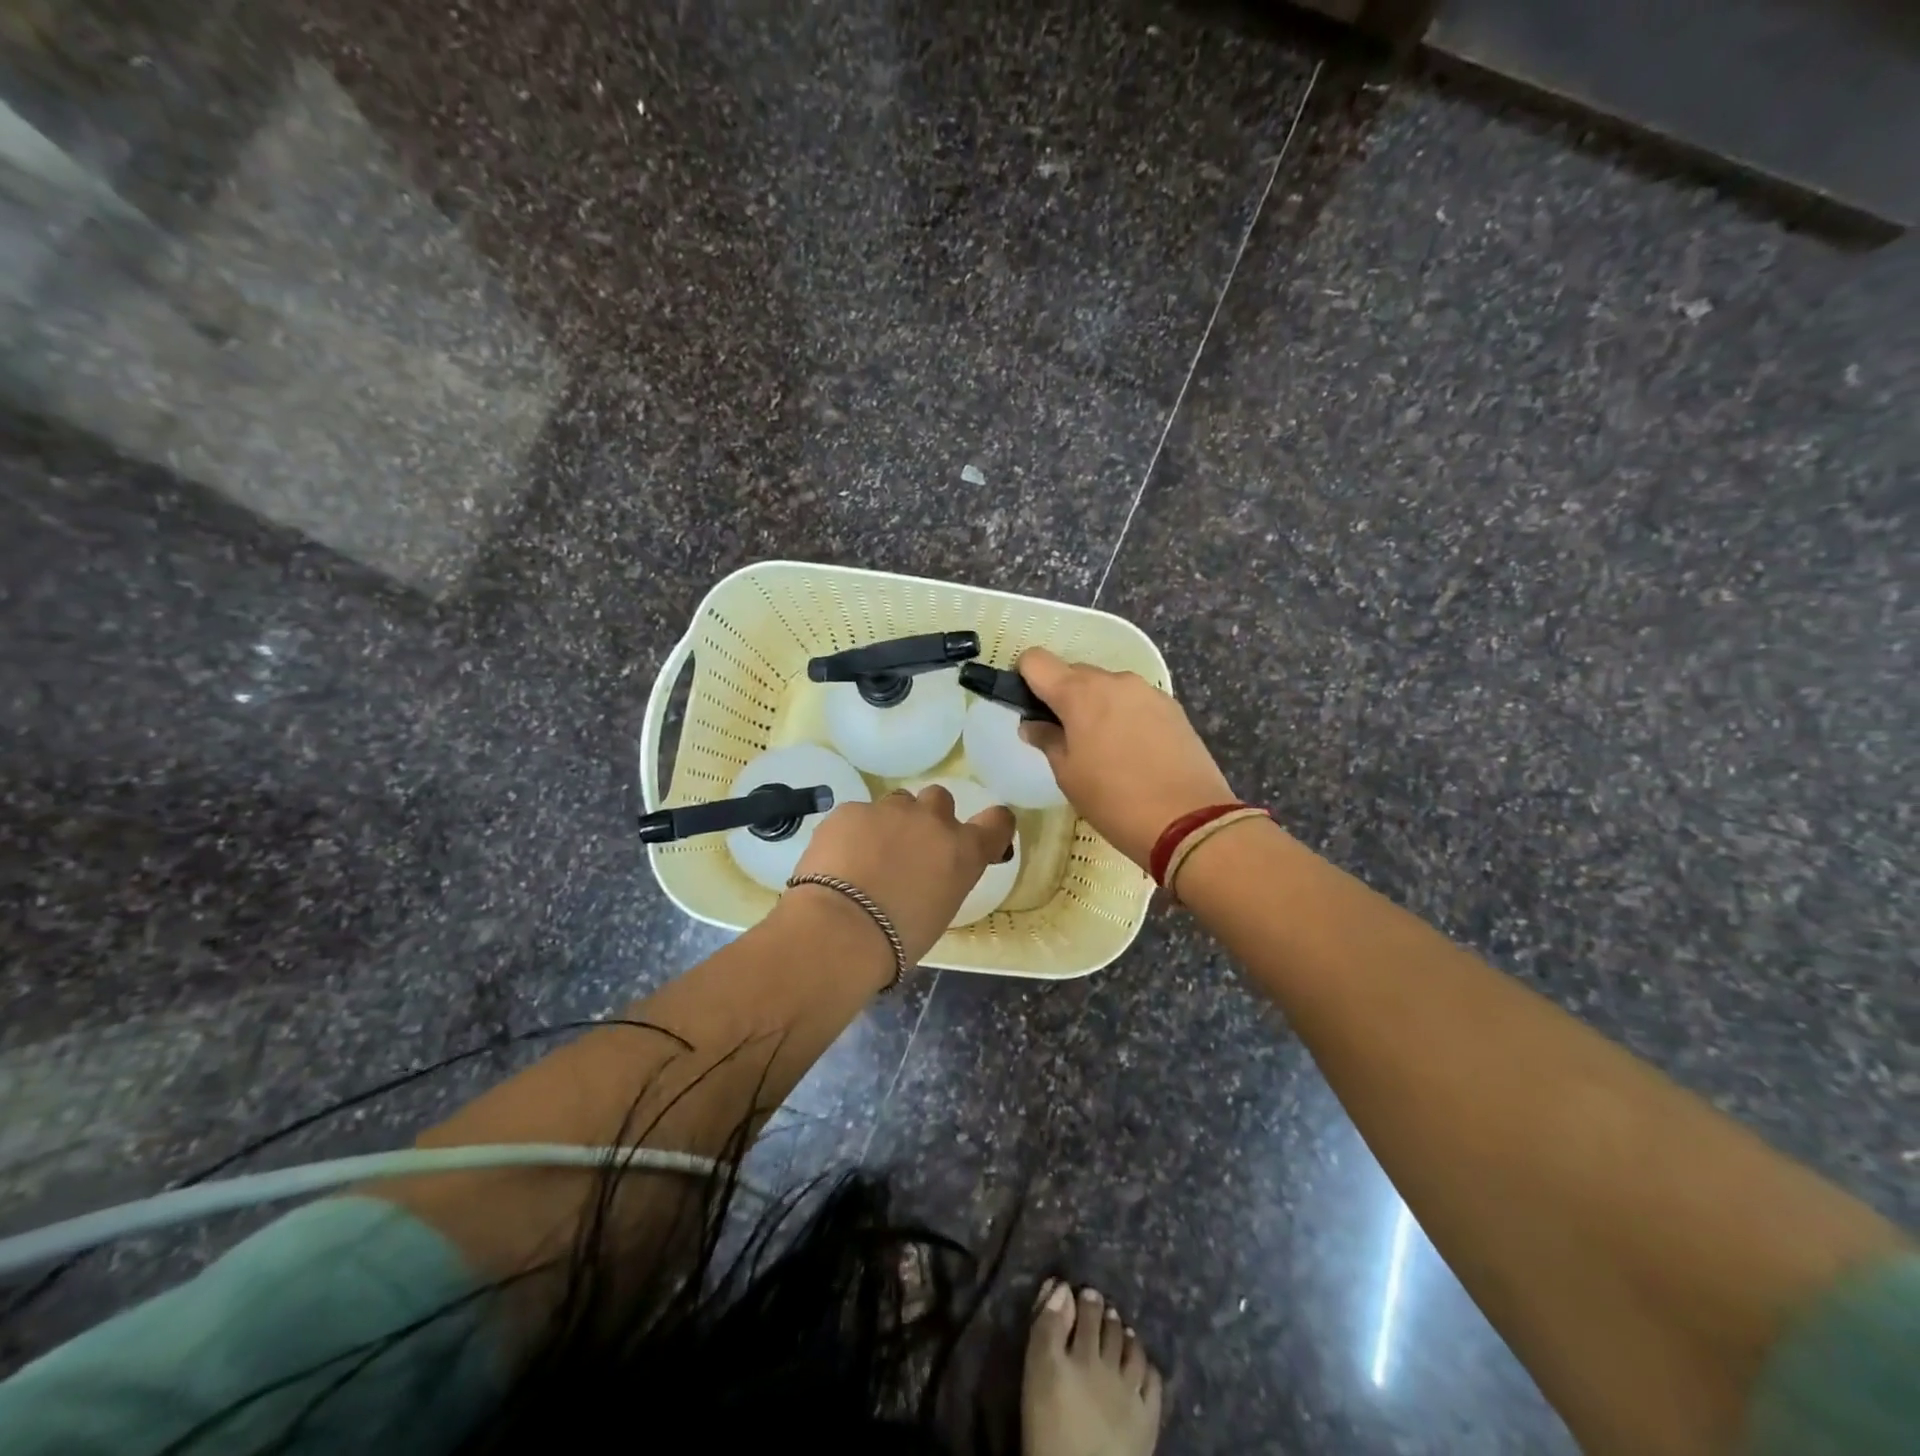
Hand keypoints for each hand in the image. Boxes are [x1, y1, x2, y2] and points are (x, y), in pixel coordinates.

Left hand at [789, 785, 1015, 966]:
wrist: (840, 930)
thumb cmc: (898, 940)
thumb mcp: (940, 912)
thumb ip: (943, 880)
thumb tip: (927, 875)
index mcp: (963, 852)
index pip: (997, 822)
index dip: (991, 826)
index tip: (980, 837)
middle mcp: (933, 821)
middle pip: (940, 799)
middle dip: (928, 818)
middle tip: (910, 848)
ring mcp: (890, 810)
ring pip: (897, 803)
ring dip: (890, 822)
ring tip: (868, 855)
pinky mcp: (851, 810)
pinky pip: (857, 815)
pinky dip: (852, 832)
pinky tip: (837, 859)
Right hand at [1016, 647, 1234, 868]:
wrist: (1189, 821)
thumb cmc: (1114, 800)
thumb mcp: (1068, 775)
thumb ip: (1047, 740)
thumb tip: (1032, 724)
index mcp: (1079, 693)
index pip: (1036, 661)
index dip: (1025, 679)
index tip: (1028, 707)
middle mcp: (1114, 680)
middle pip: (1074, 673)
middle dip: (1062, 697)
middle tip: (1064, 738)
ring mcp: (1147, 691)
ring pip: (1107, 687)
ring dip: (1096, 706)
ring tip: (1102, 749)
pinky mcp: (1172, 708)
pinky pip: (1134, 701)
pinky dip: (1124, 716)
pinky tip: (1132, 751)